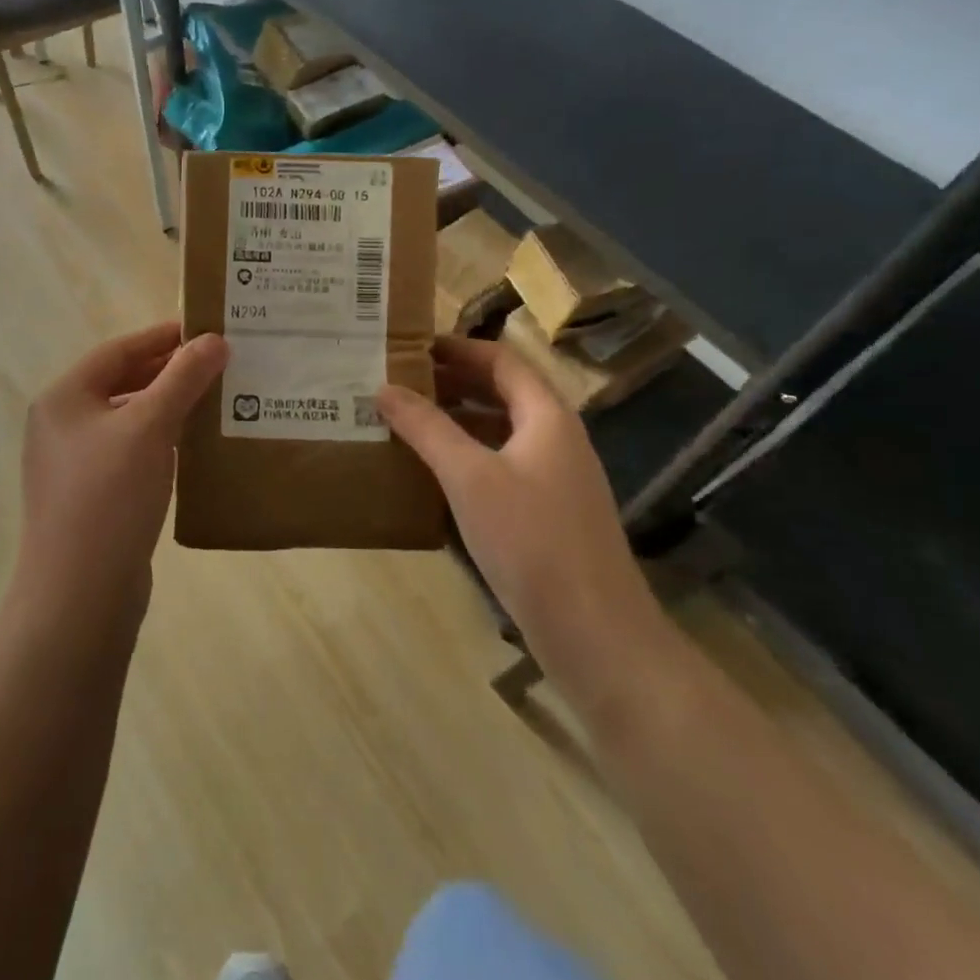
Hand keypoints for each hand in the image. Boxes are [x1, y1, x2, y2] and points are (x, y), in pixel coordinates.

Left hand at [16, 322, 228, 617]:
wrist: (79, 594)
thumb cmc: (109, 496)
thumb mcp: (149, 428)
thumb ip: (182, 379)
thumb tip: (215, 340)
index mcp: (64, 398)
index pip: (118, 351)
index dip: (162, 337)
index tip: (206, 331)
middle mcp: (62, 425)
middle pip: (122, 383)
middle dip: (169, 372)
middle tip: (218, 364)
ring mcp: (74, 464)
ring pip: (129, 420)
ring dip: (168, 407)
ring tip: (215, 400)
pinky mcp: (92, 497)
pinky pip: (131, 453)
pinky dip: (161, 442)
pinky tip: (195, 446)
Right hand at [377, 337, 664, 683]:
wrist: (595, 633)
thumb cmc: (531, 540)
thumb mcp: (469, 476)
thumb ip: (426, 428)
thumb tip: (384, 388)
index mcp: (547, 417)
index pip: (501, 360)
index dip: (457, 348)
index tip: (410, 347)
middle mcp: (556, 438)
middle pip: (502, 392)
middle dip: (452, 383)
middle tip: (399, 382)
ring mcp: (555, 478)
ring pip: (500, 431)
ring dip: (456, 420)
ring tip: (406, 421)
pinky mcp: (547, 514)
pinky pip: (501, 465)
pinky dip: (467, 456)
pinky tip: (433, 473)